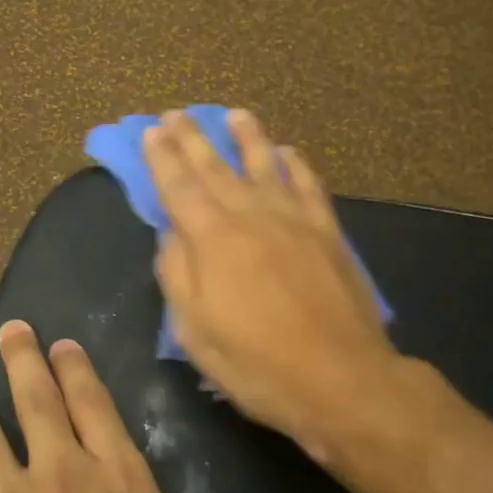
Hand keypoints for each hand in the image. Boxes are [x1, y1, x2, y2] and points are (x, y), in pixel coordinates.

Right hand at [143, 109, 424, 462]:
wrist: (341, 378)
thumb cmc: (256, 362)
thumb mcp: (194, 330)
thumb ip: (177, 273)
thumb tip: (171, 234)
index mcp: (212, 238)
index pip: (178, 186)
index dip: (162, 157)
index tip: (151, 131)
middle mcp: (251, 215)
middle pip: (216, 166)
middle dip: (193, 138)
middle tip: (177, 113)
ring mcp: (294, 219)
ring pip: (265, 164)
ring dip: (247, 137)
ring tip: (235, 115)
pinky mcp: (327, 232)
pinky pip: (308, 186)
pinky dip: (296, 165)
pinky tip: (288, 153)